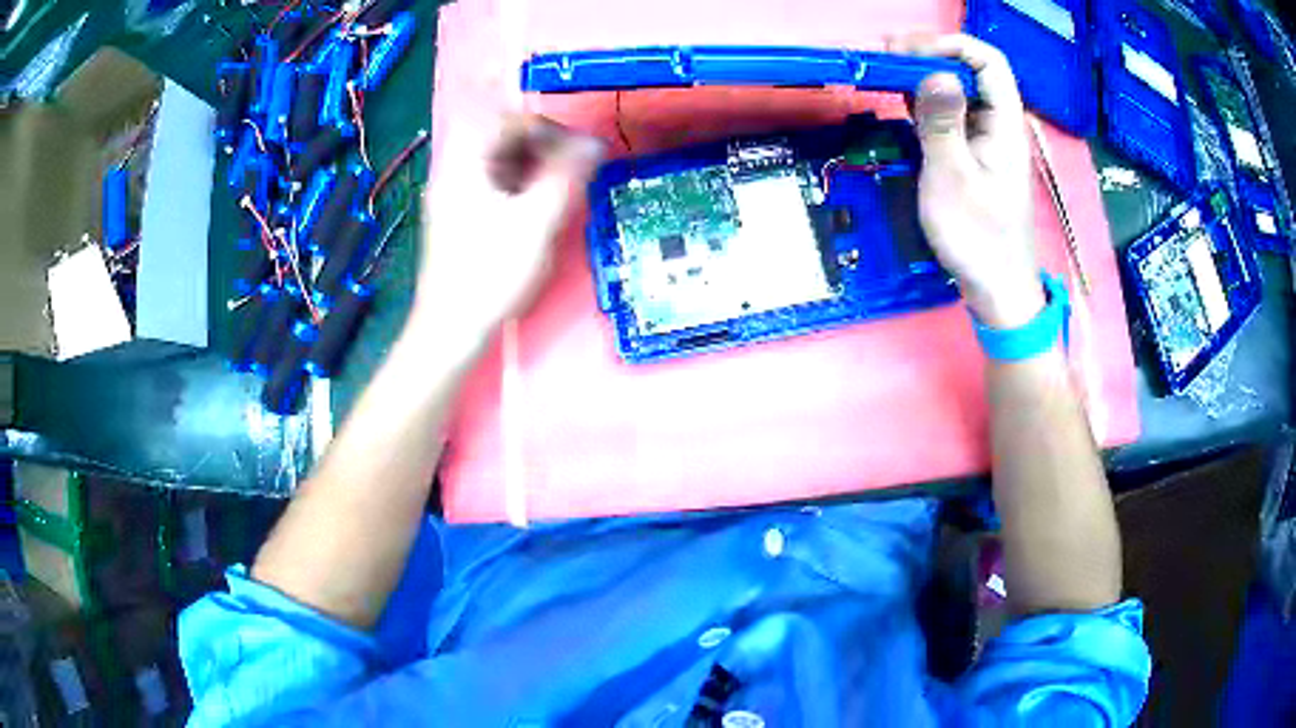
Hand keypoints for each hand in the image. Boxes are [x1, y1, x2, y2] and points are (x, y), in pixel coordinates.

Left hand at [410, 114, 603, 348]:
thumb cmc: (491, 273)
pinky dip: (523, 189)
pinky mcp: (461, 215)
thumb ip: (567, 175)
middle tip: (579, 175)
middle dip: (548, 150)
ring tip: (564, 194)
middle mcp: (457, 169)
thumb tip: (595, 142)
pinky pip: (497, 186)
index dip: (553, 130)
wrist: (451, 328)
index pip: (514, 122)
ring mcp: (456, 193)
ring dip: (538, 170)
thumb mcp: (537, 221)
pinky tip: (539, 210)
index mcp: (468, 161)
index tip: (584, 153)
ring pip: (504, 164)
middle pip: (507, 140)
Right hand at [888, 34, 1042, 328]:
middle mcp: (998, 125)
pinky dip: (924, 102)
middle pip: (971, 70)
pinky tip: (901, 101)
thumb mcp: (953, 179)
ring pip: (958, 91)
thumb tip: (935, 72)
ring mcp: (985, 140)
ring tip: (886, 71)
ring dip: (923, 76)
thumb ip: (943, 122)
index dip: (951, 46)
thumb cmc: (978, 238)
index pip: (988, 62)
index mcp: (1005, 125)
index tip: (909, 52)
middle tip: (886, 57)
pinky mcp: (972, 155)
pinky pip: (950, 115)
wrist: (995, 289)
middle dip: (929, 55)